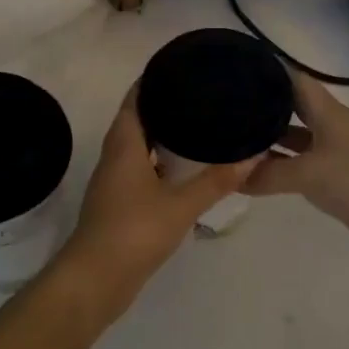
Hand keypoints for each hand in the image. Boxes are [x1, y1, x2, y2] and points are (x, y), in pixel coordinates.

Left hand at [52, 86, 260, 330]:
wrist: (94, 281)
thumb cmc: (134, 232)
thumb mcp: (181, 205)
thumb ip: (216, 180)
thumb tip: (253, 155)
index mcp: (124, 145)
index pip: (135, 99)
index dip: (154, 80)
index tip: (181, 67)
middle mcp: (115, 157)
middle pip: (136, 119)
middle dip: (163, 105)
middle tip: (199, 95)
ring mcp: (114, 182)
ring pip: (138, 146)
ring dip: (161, 135)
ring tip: (197, 125)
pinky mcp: (118, 204)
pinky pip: (139, 169)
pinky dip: (159, 162)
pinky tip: (183, 170)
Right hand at [246, 71, 348, 255]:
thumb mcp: (309, 174)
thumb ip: (270, 174)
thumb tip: (233, 178)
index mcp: (326, 111)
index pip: (293, 80)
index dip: (268, 71)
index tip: (238, 69)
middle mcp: (329, 125)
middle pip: (293, 107)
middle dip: (263, 106)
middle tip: (227, 107)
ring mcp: (334, 151)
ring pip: (296, 137)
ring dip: (271, 139)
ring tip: (235, 138)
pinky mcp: (337, 176)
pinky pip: (302, 163)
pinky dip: (282, 165)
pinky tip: (259, 173)